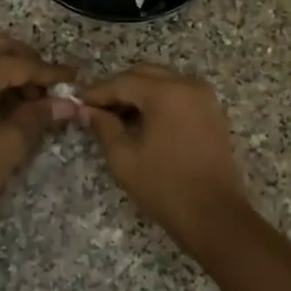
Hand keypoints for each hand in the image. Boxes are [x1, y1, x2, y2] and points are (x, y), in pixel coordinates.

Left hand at [0, 34, 77, 228]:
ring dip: (11, 69)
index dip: (51, 72)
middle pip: (2, 47)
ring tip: (32, 100)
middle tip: (49, 85)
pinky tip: (9, 105)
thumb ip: (40, 116)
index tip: (74, 78)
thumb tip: (67, 103)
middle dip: (29, 61)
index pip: (24, 64)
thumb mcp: (12, 142)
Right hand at [81, 65, 251, 247]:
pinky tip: (142, 122)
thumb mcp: (124, 158)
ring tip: (116, 116)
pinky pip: (179, 95)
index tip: (76, 101)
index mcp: (167, 93)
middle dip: (118, 89)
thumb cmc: (165, 187)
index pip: (123, 82)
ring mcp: (205, 97)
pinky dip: (158, 101)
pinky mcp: (213, 112)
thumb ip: (103, 127)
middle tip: (95, 109)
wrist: (214, 215)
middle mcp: (189, 85)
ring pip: (163, 82)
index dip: (97, 92)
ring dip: (139, 94)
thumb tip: (87, 110)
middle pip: (145, 75)